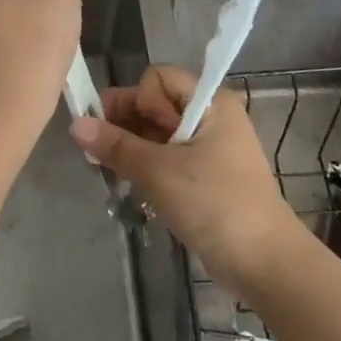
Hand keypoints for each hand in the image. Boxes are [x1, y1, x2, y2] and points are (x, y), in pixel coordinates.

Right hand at [71, 66, 305, 294]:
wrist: (264, 263)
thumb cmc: (214, 204)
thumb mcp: (159, 172)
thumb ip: (116, 146)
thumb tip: (75, 125)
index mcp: (209, 103)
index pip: (158, 77)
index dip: (138, 99)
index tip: (129, 131)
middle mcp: (210, 117)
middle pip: (155, 104)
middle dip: (125, 123)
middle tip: (100, 152)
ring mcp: (209, 147)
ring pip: (157, 133)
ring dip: (132, 148)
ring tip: (109, 171)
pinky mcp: (205, 175)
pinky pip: (167, 157)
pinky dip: (146, 165)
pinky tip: (128, 184)